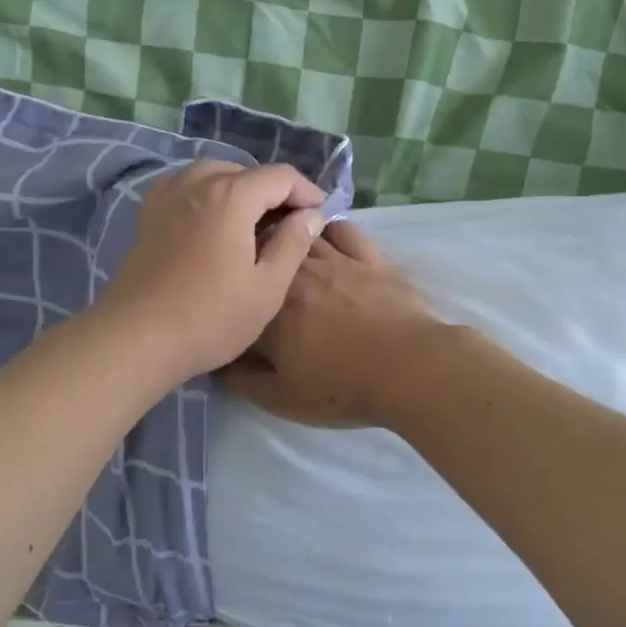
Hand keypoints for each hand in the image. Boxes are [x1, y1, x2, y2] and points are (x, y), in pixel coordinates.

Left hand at [97, 160, 326, 384]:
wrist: (138, 338)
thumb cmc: (211, 317)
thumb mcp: (267, 287)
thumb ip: (293, 244)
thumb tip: (311, 215)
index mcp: (231, 196)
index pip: (280, 176)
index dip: (306, 192)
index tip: (319, 216)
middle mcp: (197, 183)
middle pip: (245, 171)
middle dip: (272, 191)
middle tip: (289, 225)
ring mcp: (167, 196)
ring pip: (212, 174)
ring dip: (238, 189)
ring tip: (252, 222)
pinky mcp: (148, 214)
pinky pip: (185, 187)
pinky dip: (206, 194)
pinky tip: (212, 222)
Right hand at [219, 220, 442, 427]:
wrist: (410, 369)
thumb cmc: (342, 387)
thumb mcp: (281, 398)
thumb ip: (240, 380)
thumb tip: (215, 362)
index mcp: (269, 307)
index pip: (238, 291)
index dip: (230, 295)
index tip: (228, 304)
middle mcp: (296, 273)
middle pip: (265, 250)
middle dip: (254, 254)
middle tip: (252, 266)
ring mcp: (335, 259)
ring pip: (301, 233)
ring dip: (287, 235)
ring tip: (281, 243)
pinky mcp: (369, 257)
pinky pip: (343, 230)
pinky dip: (328, 228)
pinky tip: (324, 235)